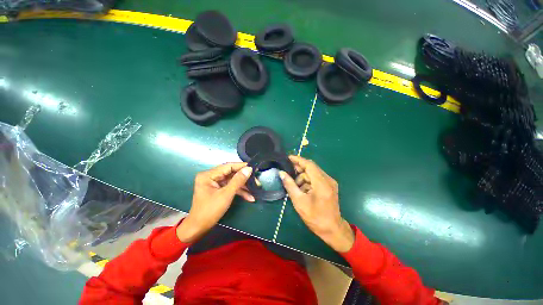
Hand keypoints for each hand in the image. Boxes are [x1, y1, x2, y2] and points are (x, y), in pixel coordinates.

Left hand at [176, 163, 253, 242]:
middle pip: (231, 173)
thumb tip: (249, 169)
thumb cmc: (210, 211)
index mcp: (208, 175)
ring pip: (232, 180)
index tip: (254, 167)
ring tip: (256, 188)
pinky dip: (239, 191)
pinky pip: (230, 187)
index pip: (228, 166)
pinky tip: (249, 197)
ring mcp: (214, 183)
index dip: (242, 166)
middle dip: (244, 178)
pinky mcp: (218, 189)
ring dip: (243, 186)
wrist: (198, 228)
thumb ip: (238, 180)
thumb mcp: (226, 195)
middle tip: (256, 181)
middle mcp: (211, 176)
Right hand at [279, 156, 353, 252]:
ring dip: (303, 178)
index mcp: (322, 183)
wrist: (332, 230)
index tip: (288, 158)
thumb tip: (281, 173)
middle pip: (311, 168)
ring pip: (313, 173)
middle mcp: (328, 179)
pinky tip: (303, 190)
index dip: (298, 160)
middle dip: (299, 170)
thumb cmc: (315, 217)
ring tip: (296, 188)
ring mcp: (330, 183)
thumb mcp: (299, 201)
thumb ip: (290, 185)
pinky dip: (308, 181)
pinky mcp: (330, 186)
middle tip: (288, 175)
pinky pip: (316, 178)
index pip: (309, 165)